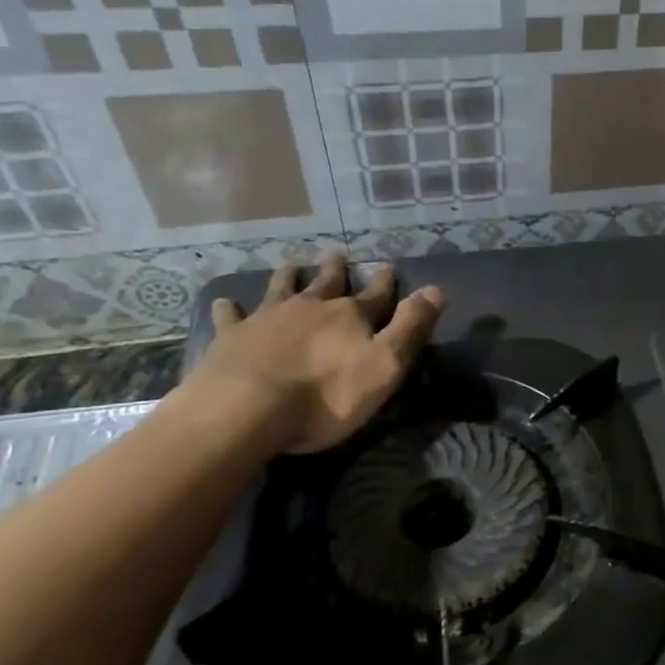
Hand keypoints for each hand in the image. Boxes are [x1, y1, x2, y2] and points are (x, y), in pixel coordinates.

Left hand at [185, 255, 446, 454]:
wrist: (247, 409)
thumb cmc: (326, 396)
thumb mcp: (385, 365)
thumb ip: (411, 327)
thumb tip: (438, 289)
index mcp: (350, 316)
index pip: (375, 294)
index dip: (384, 282)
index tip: (388, 266)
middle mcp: (310, 308)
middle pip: (326, 283)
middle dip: (335, 270)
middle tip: (337, 255)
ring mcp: (268, 318)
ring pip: (281, 289)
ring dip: (289, 277)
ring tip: (291, 265)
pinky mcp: (232, 337)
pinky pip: (232, 316)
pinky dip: (231, 309)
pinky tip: (226, 303)